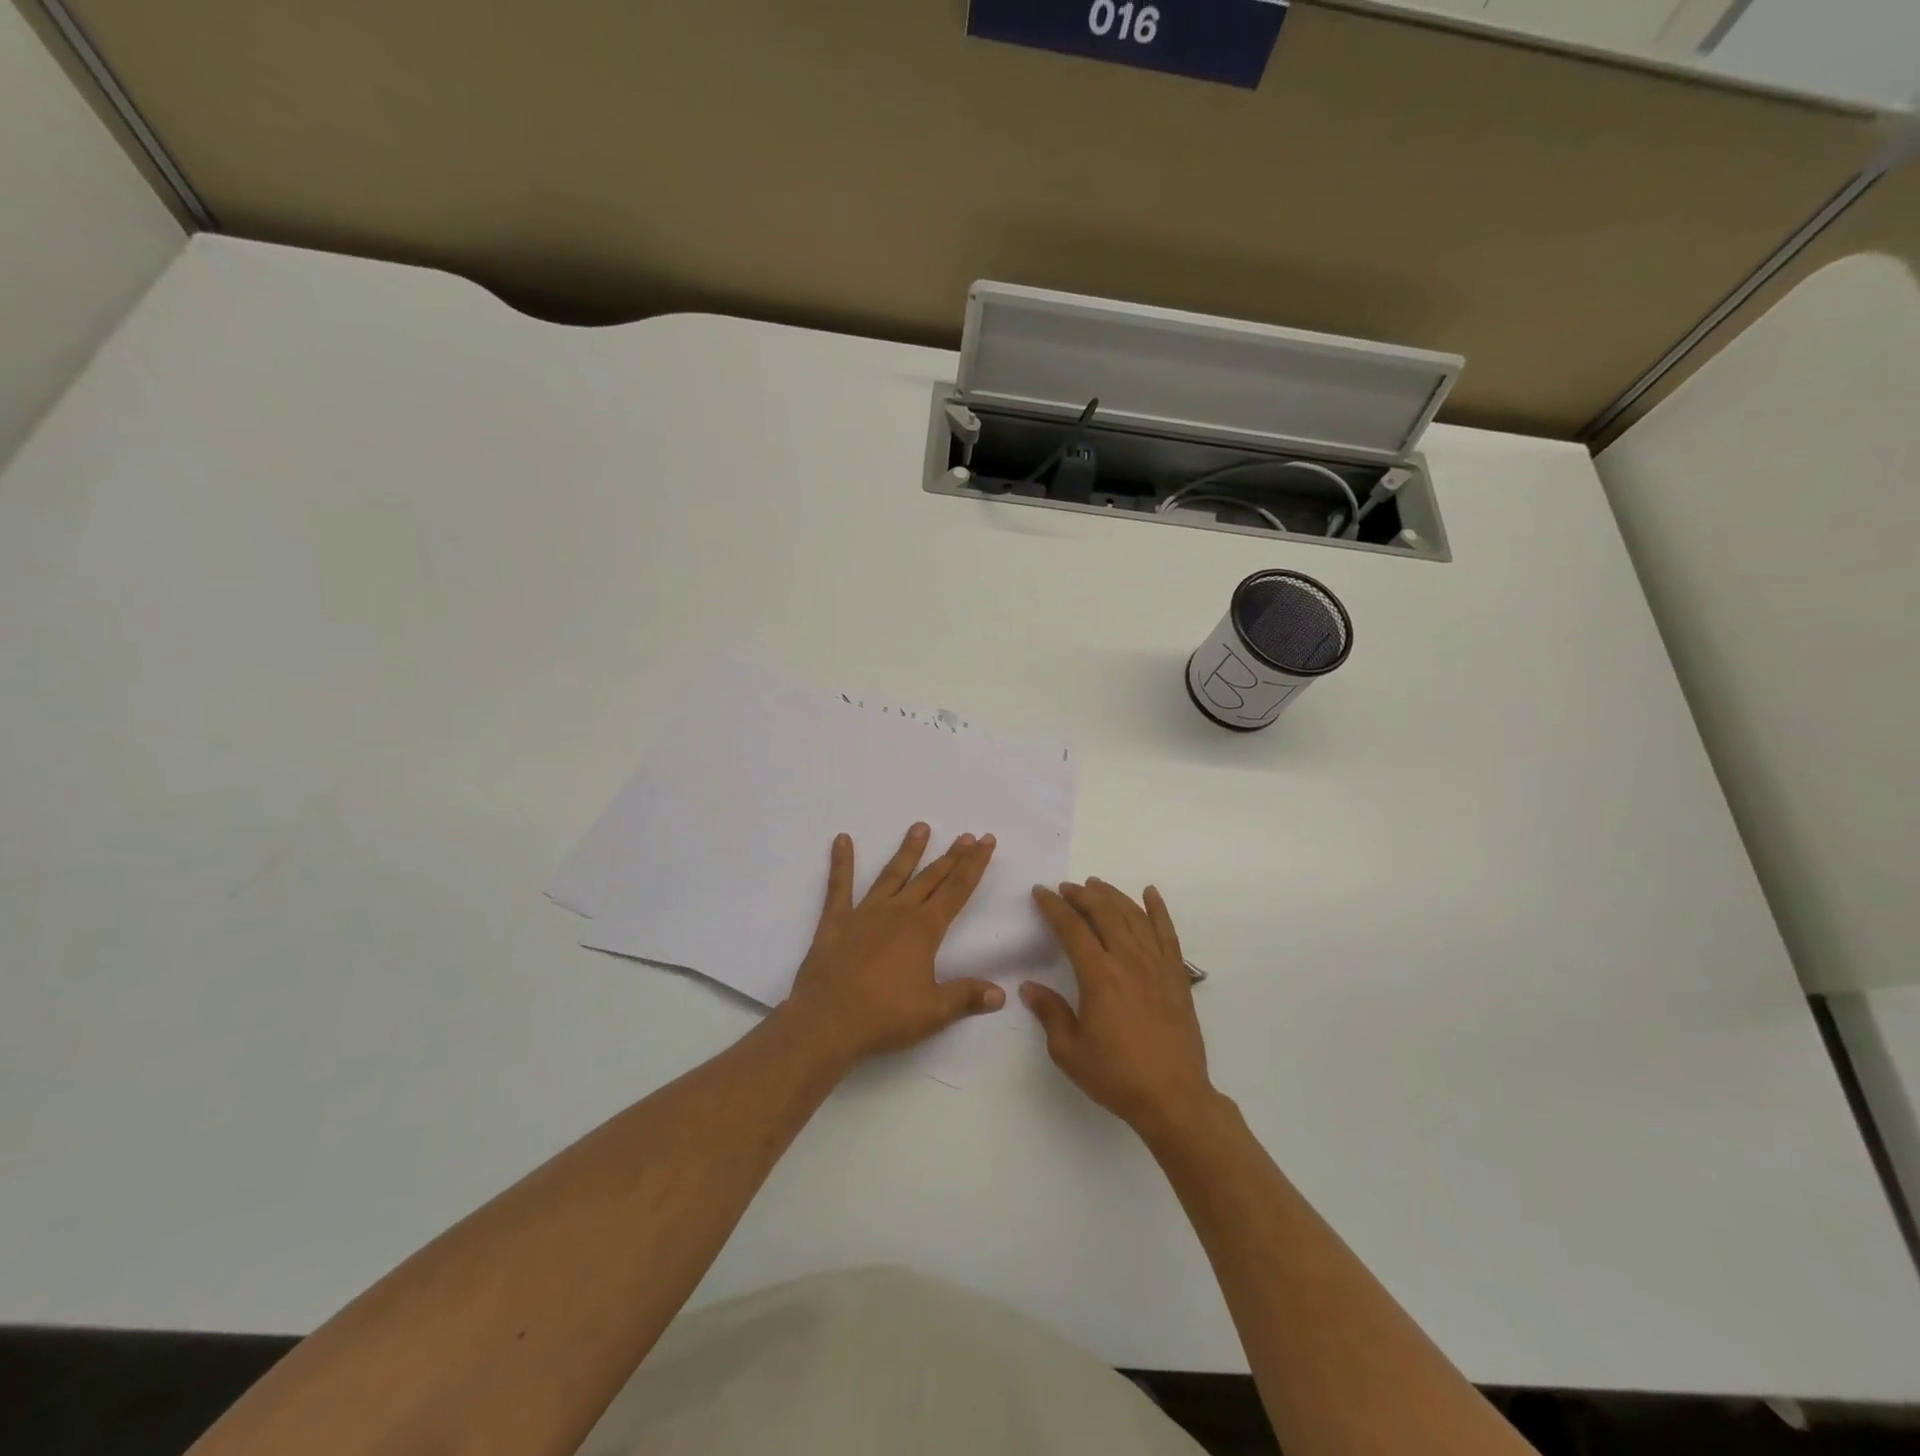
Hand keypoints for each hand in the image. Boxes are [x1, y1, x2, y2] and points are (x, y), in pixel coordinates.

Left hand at [782, 823, 1004, 1064]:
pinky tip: (842, 839)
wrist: (827, 1022)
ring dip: (908, 851)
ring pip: (892, 874)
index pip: (957, 889)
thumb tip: (1001, 994)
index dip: (974, 864)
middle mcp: (898, 911)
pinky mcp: (836, 921)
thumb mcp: (933, 1012)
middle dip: (951, 856)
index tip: (986, 840)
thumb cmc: (884, 1017)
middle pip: (930, 877)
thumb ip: (966, 997)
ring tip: (921, 827)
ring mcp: (865, 912)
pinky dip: (841, 862)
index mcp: (924, 929)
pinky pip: (839, 886)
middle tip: (966, 835)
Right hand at [1025, 879, 1216, 1135]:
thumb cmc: (1116, 1075)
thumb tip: (1029, 987)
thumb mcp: (1069, 1051)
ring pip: (1134, 916)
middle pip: (1104, 913)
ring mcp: (1157, 965)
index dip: (1054, 907)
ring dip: (1113, 896)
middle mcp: (1129, 960)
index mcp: (1099, 976)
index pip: (1072, 928)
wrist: (1173, 1097)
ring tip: (1096, 885)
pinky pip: (1167, 932)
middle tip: (1066, 887)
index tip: (1041, 892)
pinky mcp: (1177, 975)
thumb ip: (1049, 1012)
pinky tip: (1150, 894)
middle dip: (1082, 895)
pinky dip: (1158, 909)